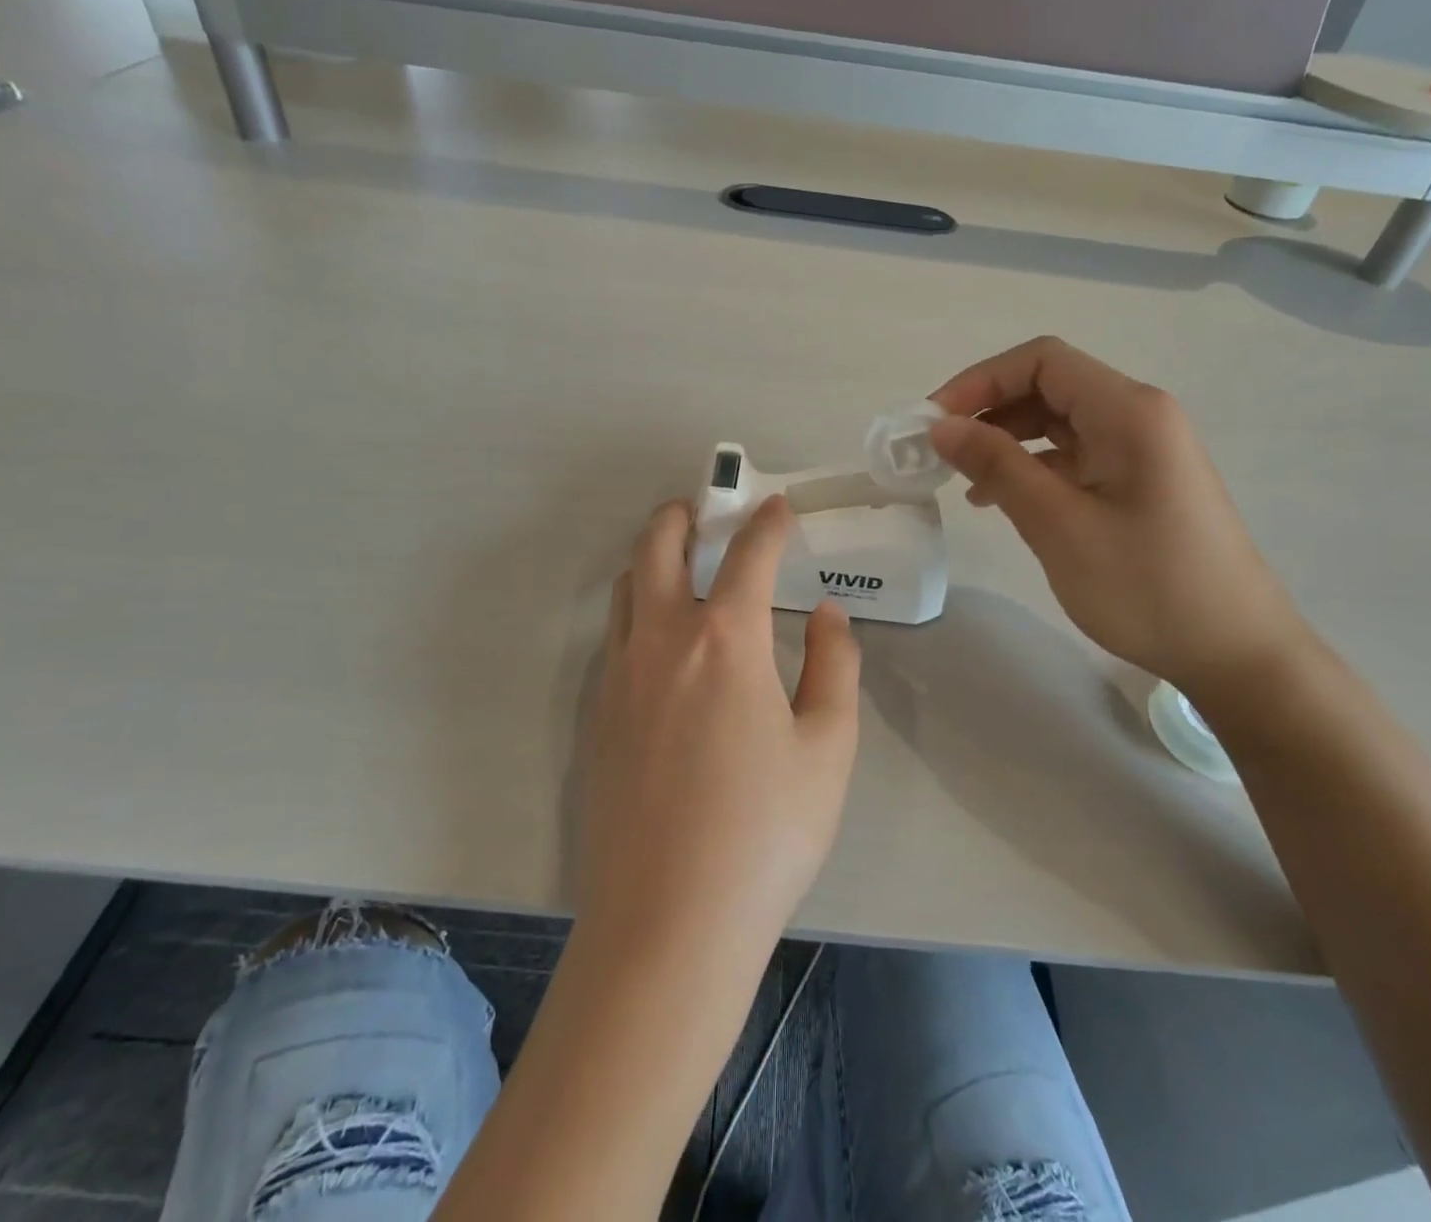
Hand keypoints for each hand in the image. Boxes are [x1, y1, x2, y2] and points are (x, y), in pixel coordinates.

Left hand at [576, 496, 859, 961]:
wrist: (667, 924)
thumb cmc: (765, 834)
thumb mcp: (828, 748)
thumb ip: (834, 666)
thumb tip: (825, 614)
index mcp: (724, 641)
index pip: (747, 556)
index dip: (767, 523)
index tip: (778, 506)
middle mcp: (660, 642)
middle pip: (657, 548)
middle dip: (682, 517)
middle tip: (704, 511)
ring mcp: (617, 678)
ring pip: (627, 590)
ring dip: (653, 560)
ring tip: (683, 567)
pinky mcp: (595, 716)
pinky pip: (614, 638)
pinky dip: (639, 612)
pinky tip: (663, 645)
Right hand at [929, 336, 1309, 694]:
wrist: (1235, 652)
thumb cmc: (1146, 586)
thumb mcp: (1059, 524)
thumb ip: (998, 466)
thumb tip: (941, 426)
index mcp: (1128, 412)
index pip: (1041, 361)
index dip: (980, 380)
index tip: (934, 422)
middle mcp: (1139, 416)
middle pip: (1049, 386)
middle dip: (988, 410)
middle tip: (938, 451)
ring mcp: (1142, 450)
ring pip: (1058, 422)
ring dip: (1006, 440)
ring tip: (962, 479)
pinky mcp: (1139, 482)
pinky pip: (1074, 456)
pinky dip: (1032, 467)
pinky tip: (1001, 500)